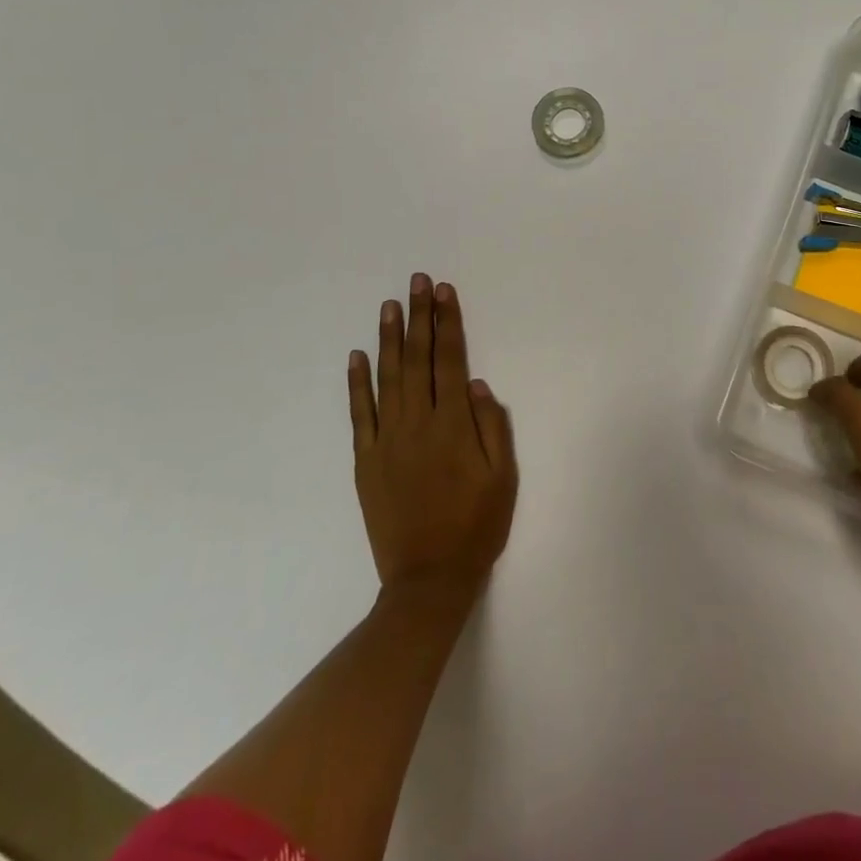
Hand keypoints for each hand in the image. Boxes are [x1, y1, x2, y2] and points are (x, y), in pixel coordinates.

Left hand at [348, 274, 517, 607]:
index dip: (448, 324)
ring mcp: (386, 441)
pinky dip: (356, 383)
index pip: (450, 360)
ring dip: (388, 339)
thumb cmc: (476, 525)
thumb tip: (475, 383)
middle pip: (417, 359)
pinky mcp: (365, 461)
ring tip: (390, 305)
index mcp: (453, 425)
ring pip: (387, 378)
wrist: (428, 579)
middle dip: (419, 317)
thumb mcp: (503, 476)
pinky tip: (357, 356)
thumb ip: (492, 426)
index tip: (444, 292)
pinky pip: (359, 414)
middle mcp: (417, 424)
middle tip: (418, 281)